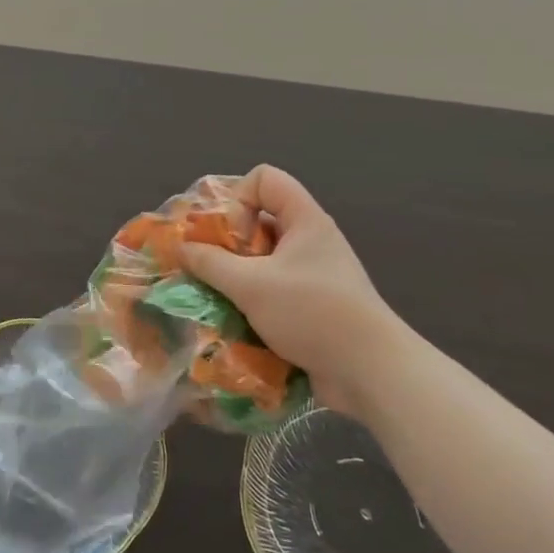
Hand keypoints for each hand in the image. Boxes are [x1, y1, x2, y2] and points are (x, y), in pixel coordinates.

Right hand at [181, 165, 412, 418]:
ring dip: (236, 278)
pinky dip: (252, 303)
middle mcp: (310, 241)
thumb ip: (210, 262)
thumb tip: (181, 247)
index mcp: (304, 220)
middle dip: (229, 244)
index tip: (230, 235)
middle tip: (210, 268)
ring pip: (262, 261)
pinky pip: (273, 292)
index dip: (239, 198)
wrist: (372, 374)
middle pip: (259, 221)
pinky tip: (236, 325)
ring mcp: (314, 275)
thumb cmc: (313, 313)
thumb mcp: (251, 285)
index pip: (264, 179)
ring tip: (216, 299)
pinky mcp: (313, 307)